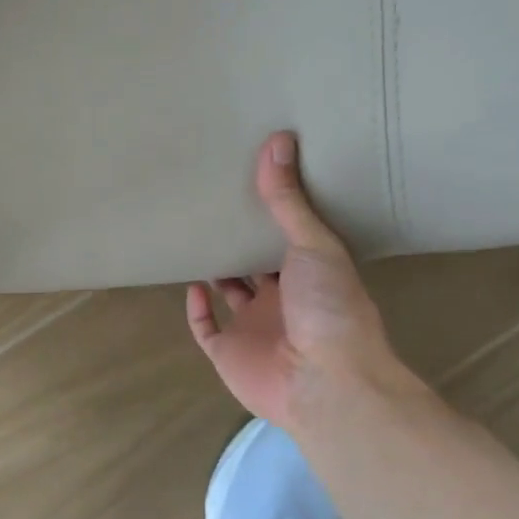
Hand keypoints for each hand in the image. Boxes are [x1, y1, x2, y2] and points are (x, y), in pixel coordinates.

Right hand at [186, 132, 406, 434]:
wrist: (324, 380)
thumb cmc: (329, 307)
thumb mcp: (313, 244)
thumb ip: (288, 200)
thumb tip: (278, 139)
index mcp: (309, 274)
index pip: (287, 239)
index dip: (270, 216)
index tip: (250, 184)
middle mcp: (282, 299)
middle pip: (256, 266)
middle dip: (240, 242)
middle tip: (215, 206)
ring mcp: (254, 328)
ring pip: (230, 295)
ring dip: (217, 272)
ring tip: (195, 238)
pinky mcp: (229, 353)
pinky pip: (207, 328)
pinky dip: (197, 310)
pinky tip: (190, 285)